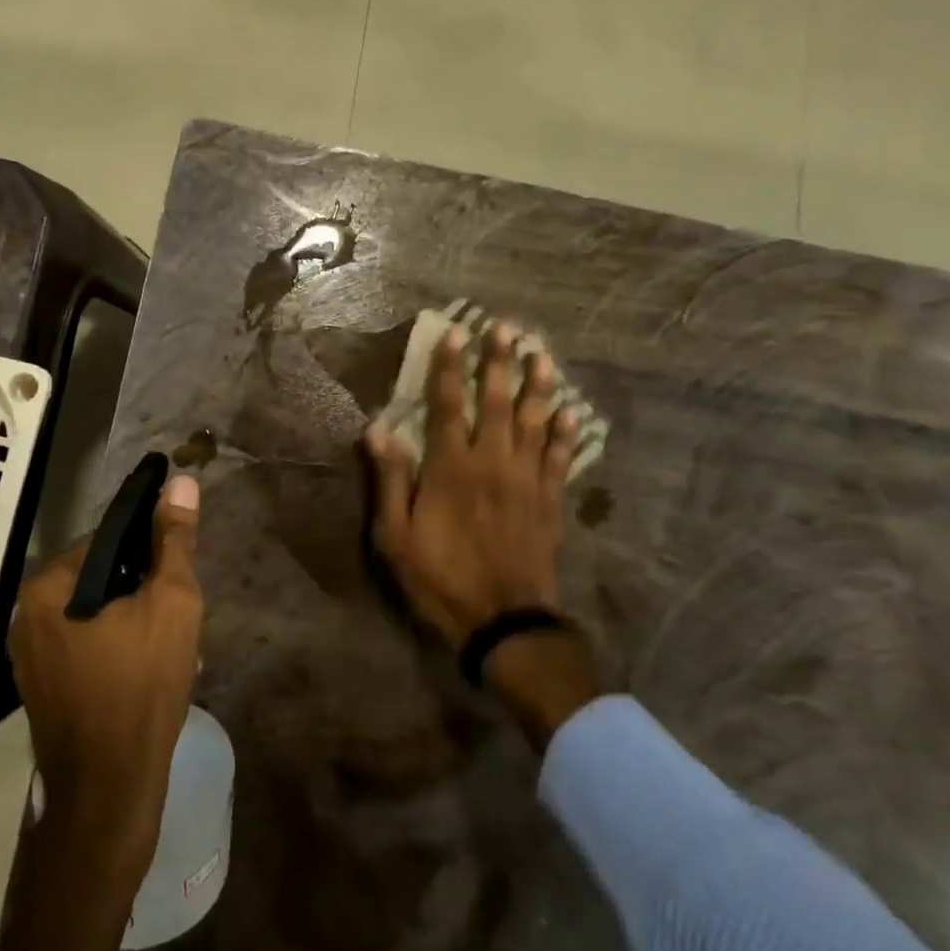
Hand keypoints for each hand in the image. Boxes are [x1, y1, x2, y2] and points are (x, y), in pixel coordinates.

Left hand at [0, 475, 203, 950]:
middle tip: (179, 620)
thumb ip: (175, 541)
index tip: (178, 575)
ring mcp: (30, 655)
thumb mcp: (172, 604)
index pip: (108, 539)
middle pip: (101, 578)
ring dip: (134, 622)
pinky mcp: (40, 688)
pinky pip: (85, 646)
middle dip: (144, 591)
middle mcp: (27, 613)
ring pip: (95, 614)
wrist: (109, 794)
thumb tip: (181, 482)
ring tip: (171, 650)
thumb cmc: (142, 688)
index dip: (150, 551)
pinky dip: (116, 648)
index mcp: (49, 585)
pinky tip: (148, 673)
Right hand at [365, 322, 577, 647]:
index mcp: (451, 468)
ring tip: (543, 355)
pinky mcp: (549, 502)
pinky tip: (572, 412)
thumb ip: (390, 480)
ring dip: (538, 386)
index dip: (450, 366)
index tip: (456, 333)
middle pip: (497, 402)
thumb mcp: (395, 537)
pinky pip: (559, 458)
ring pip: (534, 422)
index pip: (449, 405)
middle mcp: (492, 463)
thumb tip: (377, 429)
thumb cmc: (440, 578)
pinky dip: (566, 433)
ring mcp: (526, 481)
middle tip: (507, 328)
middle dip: (499, 362)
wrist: (504, 622)